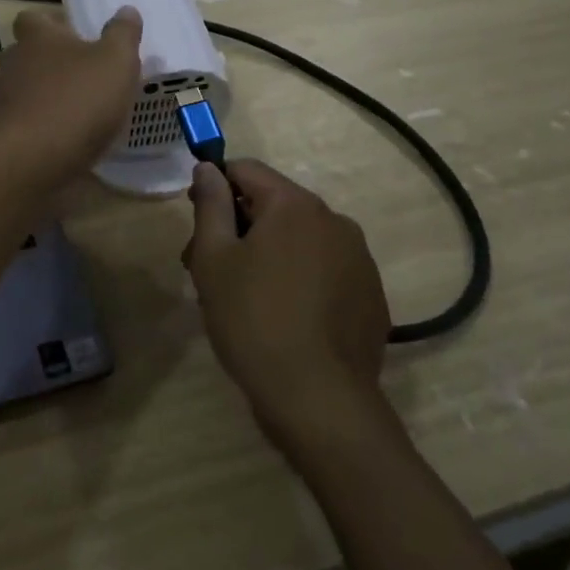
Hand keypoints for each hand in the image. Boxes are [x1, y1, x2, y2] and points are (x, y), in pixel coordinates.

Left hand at [0, 5, 141, 189]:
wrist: (30, 161)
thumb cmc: (77, 101)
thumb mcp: (116, 62)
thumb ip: (122, 34)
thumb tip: (126, 10)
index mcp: (38, 37)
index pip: (33, 18)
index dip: (51, 23)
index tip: (73, 35)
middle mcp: (12, 63)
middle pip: (25, 54)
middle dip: (47, 62)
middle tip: (79, 75)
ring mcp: (0, 101)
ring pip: (19, 90)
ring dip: (39, 97)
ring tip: (70, 111)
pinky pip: (18, 124)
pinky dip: (35, 128)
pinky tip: (58, 141)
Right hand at [182, 159, 390, 449]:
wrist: (320, 402)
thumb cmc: (253, 321)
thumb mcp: (214, 260)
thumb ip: (210, 205)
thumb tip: (209, 167)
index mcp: (295, 205)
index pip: (247, 170)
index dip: (216, 186)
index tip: (198, 221)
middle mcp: (334, 220)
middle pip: (275, 205)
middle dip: (240, 226)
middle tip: (210, 269)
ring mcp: (359, 258)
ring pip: (301, 238)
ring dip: (270, 252)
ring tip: (246, 298)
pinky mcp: (371, 295)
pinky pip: (326, 269)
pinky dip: (301, 279)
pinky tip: (285, 318)